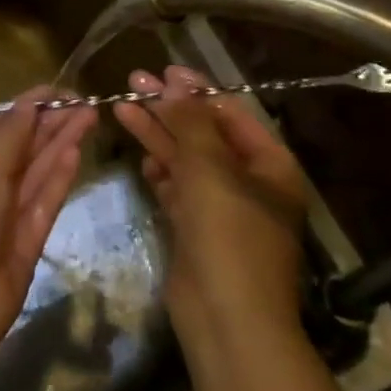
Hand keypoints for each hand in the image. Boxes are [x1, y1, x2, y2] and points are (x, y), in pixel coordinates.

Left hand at [0, 87, 96, 351]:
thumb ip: (8, 137)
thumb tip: (28, 103)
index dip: (27, 107)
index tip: (60, 90)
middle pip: (20, 147)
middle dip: (50, 124)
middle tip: (85, 102)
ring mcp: (4, 214)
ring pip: (36, 171)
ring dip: (60, 144)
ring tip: (89, 116)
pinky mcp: (26, 239)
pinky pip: (44, 200)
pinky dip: (59, 176)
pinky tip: (76, 152)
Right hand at [114, 66, 308, 350]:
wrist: (227, 319)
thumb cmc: (228, 234)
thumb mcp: (209, 168)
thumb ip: (190, 121)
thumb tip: (176, 81)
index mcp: (269, 165)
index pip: (231, 114)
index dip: (197, 90)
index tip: (163, 70)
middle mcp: (249, 183)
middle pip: (204, 134)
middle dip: (169, 109)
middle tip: (132, 83)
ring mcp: (222, 209)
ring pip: (186, 161)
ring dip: (157, 136)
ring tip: (121, 108)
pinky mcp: (198, 231)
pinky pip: (178, 191)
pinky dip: (161, 173)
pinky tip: (141, 157)